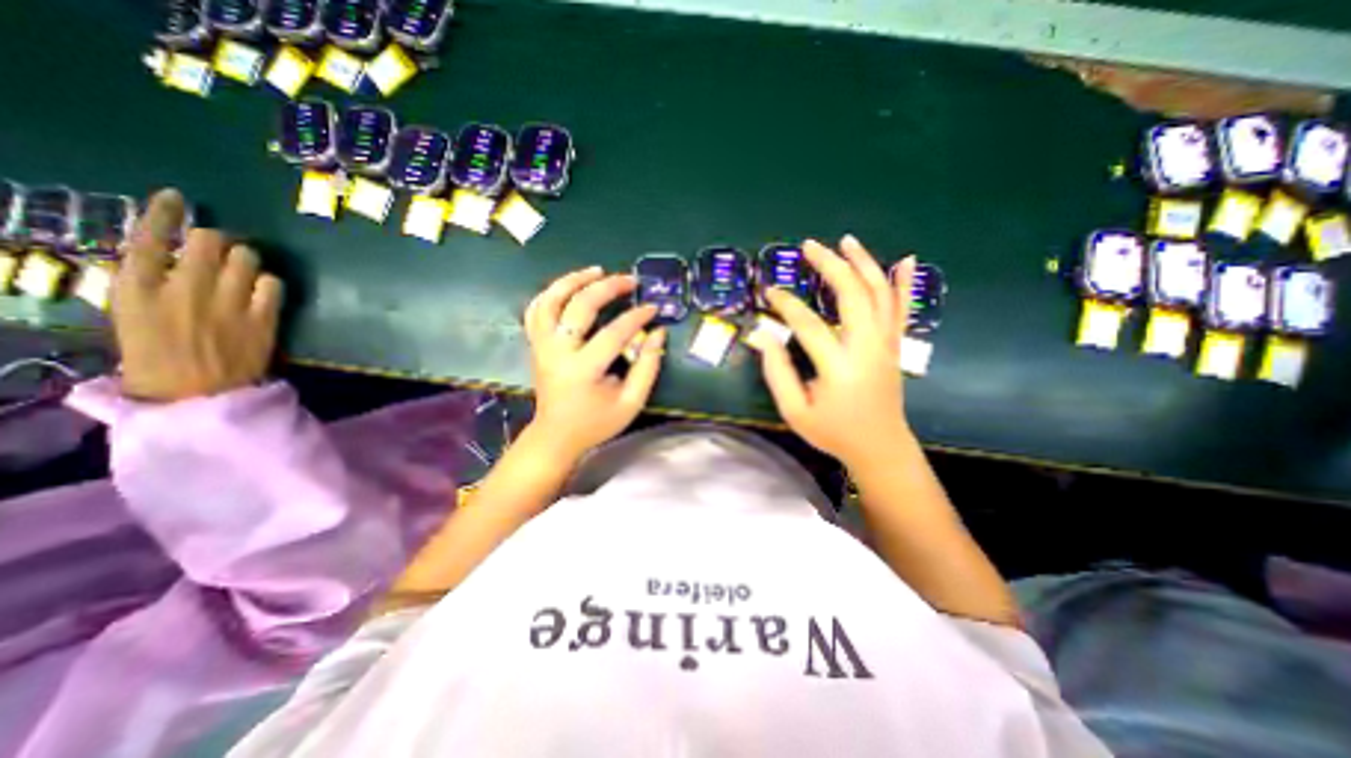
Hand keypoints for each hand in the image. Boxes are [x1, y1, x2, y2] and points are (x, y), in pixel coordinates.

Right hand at [114, 188, 282, 402]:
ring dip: (245, 259)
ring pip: (245, 259)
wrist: (201, 395)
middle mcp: (184, 290)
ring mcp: (228, 303)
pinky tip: (263, 291)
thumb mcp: (132, 319)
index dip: (164, 214)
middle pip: (206, 242)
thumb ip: (151, 287)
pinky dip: (269, 283)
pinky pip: (273, 284)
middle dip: (216, 240)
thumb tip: (171, 260)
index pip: (145, 239)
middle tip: (220, 248)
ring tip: (242, 271)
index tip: (177, 198)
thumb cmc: (158, 361)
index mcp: (135, 291)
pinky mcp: (263, 317)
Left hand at [522, 267, 661, 460]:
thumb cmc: (596, 422)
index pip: (614, 332)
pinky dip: (551, 293)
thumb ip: (648, 367)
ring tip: (597, 271)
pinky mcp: (535, 345)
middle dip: (608, 287)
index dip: (636, 317)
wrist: (556, 435)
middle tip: (630, 280)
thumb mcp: (631, 401)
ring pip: (551, 300)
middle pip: (579, 306)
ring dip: (573, 280)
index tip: (653, 308)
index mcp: (583, 369)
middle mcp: (557, 351)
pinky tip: (568, 286)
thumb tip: (657, 332)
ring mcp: (541, 346)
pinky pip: (536, 310)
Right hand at [760, 236, 916, 466]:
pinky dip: (904, 283)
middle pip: (852, 295)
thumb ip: (776, 372)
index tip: (769, 292)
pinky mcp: (895, 346)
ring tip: (846, 241)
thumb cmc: (833, 431)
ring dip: (864, 263)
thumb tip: (760, 336)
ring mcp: (887, 344)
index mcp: (839, 367)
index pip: (808, 324)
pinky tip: (905, 260)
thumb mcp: (795, 410)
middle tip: (809, 246)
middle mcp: (867, 348)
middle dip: (830, 265)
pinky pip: (902, 308)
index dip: (786, 304)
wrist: (880, 446)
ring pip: (880, 294)